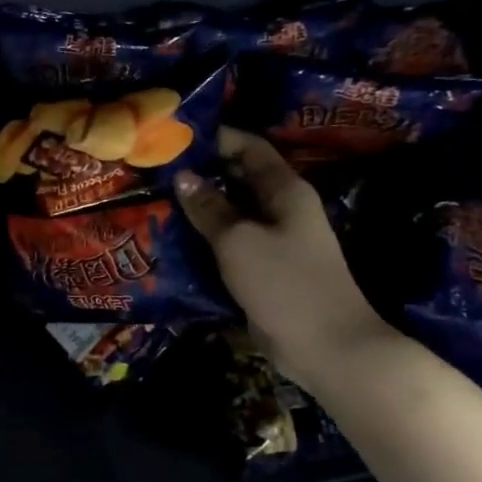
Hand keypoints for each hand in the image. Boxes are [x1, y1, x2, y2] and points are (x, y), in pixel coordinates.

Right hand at [175, 128, 389, 385]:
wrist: (326, 346)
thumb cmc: (285, 283)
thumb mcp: (239, 240)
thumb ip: (209, 207)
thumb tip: (183, 175)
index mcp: (286, 190)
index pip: (249, 148)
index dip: (215, 137)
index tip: (174, 136)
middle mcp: (282, 209)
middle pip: (239, 179)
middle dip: (201, 173)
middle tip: (155, 170)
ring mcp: (275, 241)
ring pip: (232, 213)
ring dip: (199, 208)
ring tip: (156, 200)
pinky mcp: (265, 270)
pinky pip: (231, 244)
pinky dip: (205, 238)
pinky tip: (174, 239)